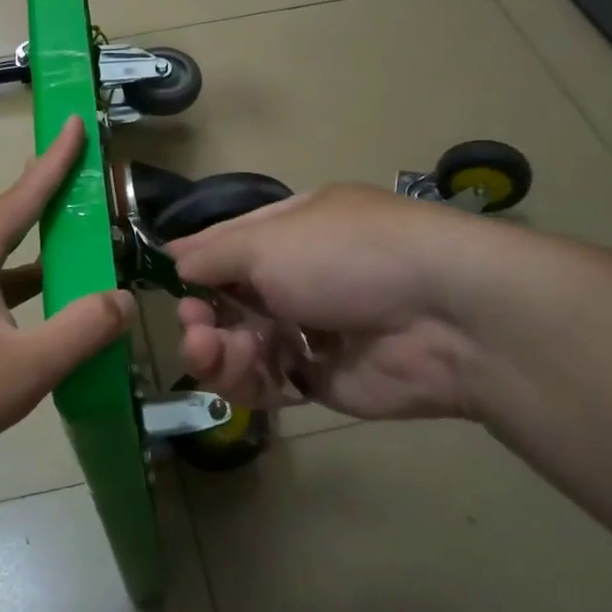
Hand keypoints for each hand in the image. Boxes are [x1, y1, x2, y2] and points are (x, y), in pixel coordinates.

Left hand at [0, 116, 134, 487]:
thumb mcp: (24, 368)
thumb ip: (81, 330)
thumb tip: (123, 299)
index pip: (22, 198)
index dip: (54, 161)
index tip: (75, 123)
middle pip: (11, 223)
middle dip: (50, 201)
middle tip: (87, 182)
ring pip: (1, 263)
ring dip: (40, 255)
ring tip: (80, 249)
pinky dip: (23, 291)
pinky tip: (44, 314)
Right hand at [170, 185, 488, 421]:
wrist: (444, 317)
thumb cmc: (346, 256)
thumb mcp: (268, 241)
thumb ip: (214, 254)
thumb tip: (174, 258)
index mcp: (292, 230)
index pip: (229, 244)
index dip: (196, 263)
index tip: (168, 280)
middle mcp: (298, 276)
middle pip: (229, 300)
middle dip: (201, 314)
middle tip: (195, 326)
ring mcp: (310, 328)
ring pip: (241, 344)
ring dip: (215, 350)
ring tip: (209, 351)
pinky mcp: (322, 377)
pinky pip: (267, 381)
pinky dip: (246, 380)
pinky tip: (242, 375)